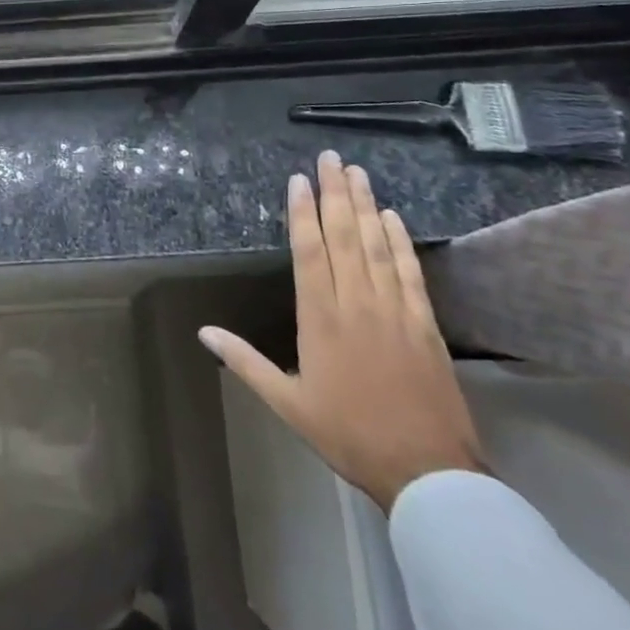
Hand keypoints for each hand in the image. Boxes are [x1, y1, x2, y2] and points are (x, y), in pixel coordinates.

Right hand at [200, 151, 484, 511]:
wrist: (426, 471)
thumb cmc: (348, 433)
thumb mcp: (287, 402)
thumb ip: (244, 361)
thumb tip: (203, 332)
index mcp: (320, 317)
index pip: (309, 250)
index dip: (303, 212)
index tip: (299, 179)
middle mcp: (356, 302)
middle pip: (345, 236)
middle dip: (335, 193)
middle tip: (330, 157)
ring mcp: (394, 309)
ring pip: (377, 245)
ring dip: (366, 205)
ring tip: (357, 172)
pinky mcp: (425, 323)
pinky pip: (410, 272)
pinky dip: (401, 241)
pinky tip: (393, 217)